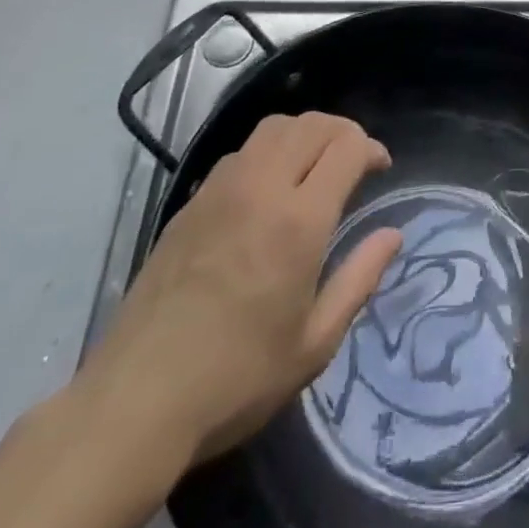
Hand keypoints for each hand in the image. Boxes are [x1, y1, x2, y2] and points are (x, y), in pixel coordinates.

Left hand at [75, 112, 402, 464]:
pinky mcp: (190, 204)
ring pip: (273, 128)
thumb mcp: (315, 343)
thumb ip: (360, 279)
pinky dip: (269, 150)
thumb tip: (392, 235)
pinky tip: (268, 187)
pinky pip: (241, 152)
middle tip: (355, 160)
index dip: (371, 148)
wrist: (135, 402)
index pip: (346, 147)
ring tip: (315, 163)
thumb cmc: (237, 378)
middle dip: (343, 131)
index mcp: (299, 220)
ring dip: (305, 133)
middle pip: (312, 125)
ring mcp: (220, 191)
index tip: (380, 169)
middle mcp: (262, 189)